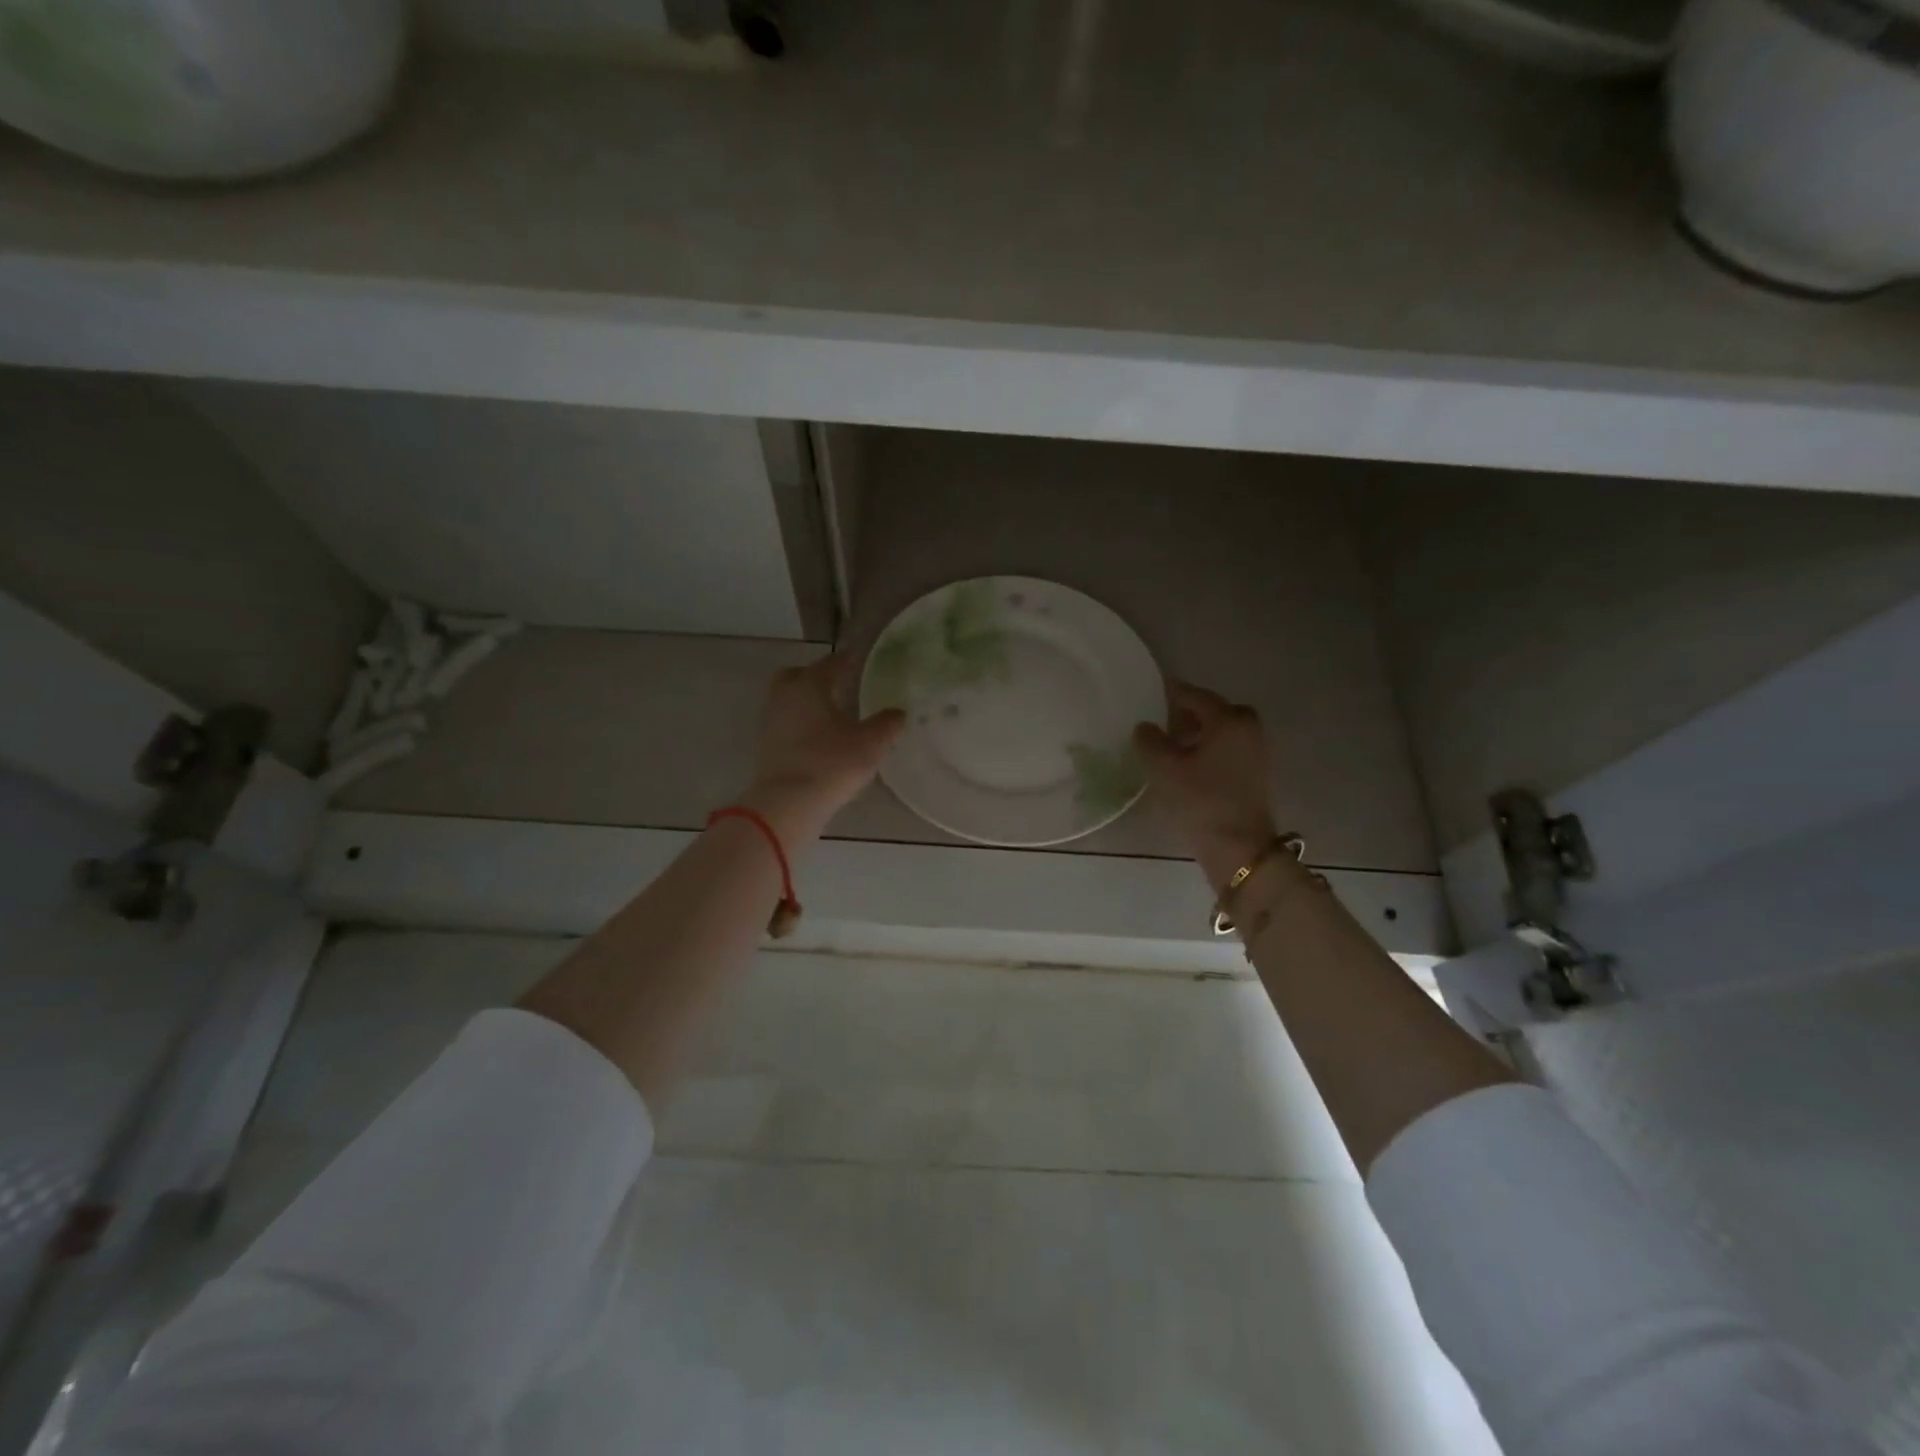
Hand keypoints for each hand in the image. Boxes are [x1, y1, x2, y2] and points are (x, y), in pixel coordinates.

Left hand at [742, 654, 905, 843]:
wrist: (787, 803)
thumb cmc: (831, 763)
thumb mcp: (871, 743)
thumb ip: (887, 724)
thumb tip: (898, 712)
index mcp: (811, 684)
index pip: (833, 663)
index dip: (850, 660)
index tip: (862, 660)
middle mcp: (785, 695)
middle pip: (798, 675)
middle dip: (817, 677)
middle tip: (839, 686)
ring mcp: (770, 721)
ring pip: (788, 700)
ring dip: (807, 702)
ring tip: (832, 715)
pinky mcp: (765, 746)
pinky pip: (785, 724)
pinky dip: (800, 724)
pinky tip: (818, 738)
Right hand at [1133, 681, 1278, 891]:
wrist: (1239, 847)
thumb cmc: (1201, 801)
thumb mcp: (1165, 768)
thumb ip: (1150, 741)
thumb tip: (1145, 727)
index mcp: (1228, 719)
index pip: (1194, 696)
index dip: (1170, 693)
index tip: (1151, 691)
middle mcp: (1247, 727)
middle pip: (1211, 711)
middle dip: (1184, 713)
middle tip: (1158, 720)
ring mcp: (1255, 750)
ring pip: (1220, 730)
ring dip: (1195, 732)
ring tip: (1168, 744)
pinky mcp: (1254, 773)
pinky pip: (1226, 748)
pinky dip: (1207, 747)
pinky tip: (1186, 763)